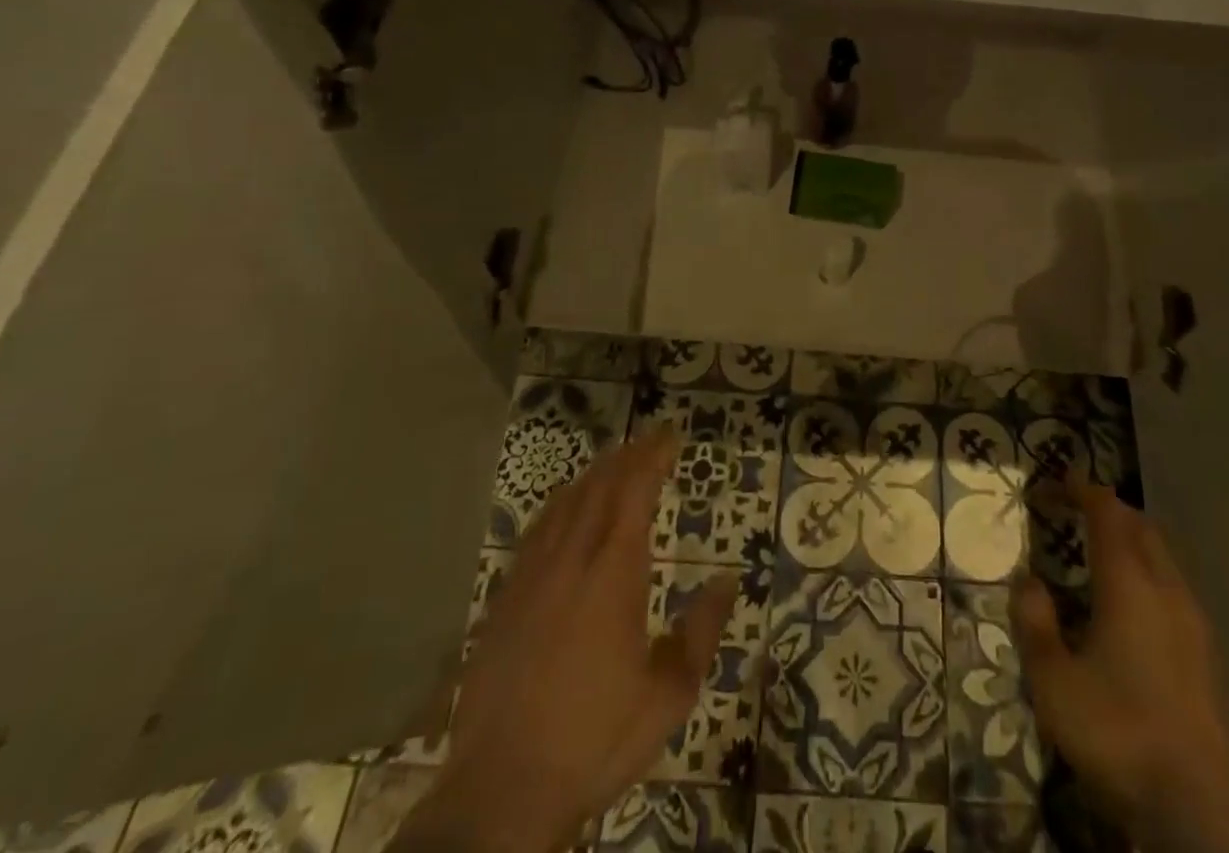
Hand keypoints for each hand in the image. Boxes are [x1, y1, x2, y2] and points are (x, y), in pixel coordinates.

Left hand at [395, 429, 735, 852]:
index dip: (653, 455)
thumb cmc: (595, 740)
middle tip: (650, 441)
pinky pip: (536, 530)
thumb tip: (728, 580)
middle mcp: (572, 559)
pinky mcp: (504, 600)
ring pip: (565, 503)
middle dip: (627, 456)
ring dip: (593, 475)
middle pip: (600, 486)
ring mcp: (532, 577)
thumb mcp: (668, 696)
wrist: (500, 793)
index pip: (635, 490)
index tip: (671, 435)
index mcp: (614, 572)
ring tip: (614, 462)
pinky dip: (559, 505)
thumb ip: (702, 632)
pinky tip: (565, 510)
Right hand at [1014, 484, 1228, 852]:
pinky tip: (1132, 612)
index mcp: (1128, 582)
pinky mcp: (1209, 656)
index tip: (1054, 484)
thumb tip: (1026, 581)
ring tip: (1099, 558)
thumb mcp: (1054, 682)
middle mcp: (1166, 589)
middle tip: (1075, 513)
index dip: (1081, 490)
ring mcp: (1195, 623)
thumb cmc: (1118, 732)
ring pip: (1163, 558)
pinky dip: (1148, 576)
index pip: (1107, 512)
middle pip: (1141, 527)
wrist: (1202, 809)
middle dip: (1108, 510)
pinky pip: (1174, 589)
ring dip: (1131, 543)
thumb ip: (1035, 624)